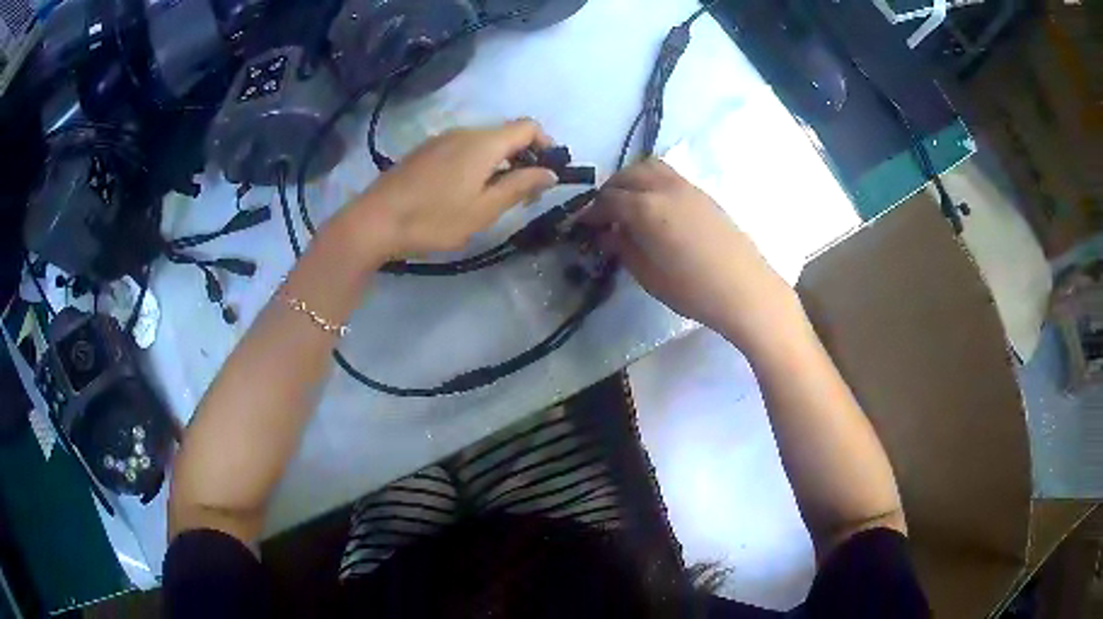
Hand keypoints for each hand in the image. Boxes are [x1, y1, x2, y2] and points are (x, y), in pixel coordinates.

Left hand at [335, 119, 558, 261]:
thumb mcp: (484, 210)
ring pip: (483, 142)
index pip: (528, 126)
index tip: (550, 171)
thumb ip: (520, 187)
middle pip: (506, 134)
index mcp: (484, 143)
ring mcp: (441, 139)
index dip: (546, 144)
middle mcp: (464, 132)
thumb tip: (550, 173)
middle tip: (526, 193)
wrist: (374, 221)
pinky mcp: (425, 151)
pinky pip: (462, 149)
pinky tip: (465, 192)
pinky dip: (477, 163)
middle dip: (524, 157)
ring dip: (500, 162)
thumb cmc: (434, 219)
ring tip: (496, 197)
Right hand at [583, 159, 796, 349]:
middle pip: (626, 175)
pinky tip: (654, 206)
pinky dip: (651, 181)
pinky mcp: (702, 193)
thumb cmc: (692, 289)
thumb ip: (623, 247)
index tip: (582, 226)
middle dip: (609, 191)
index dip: (591, 213)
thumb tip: (607, 233)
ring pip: (648, 167)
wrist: (744, 289)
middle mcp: (663, 187)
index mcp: (645, 208)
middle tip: (604, 215)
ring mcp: (686, 186)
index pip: (607, 201)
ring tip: (628, 204)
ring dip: (631, 180)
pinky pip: (668, 175)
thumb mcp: (647, 274)